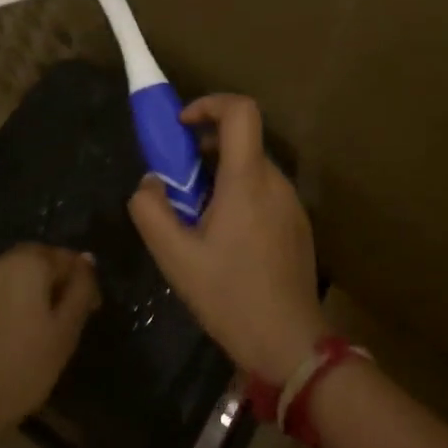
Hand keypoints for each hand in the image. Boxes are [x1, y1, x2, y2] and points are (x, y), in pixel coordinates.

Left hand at [0, 244, 98, 438]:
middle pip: (33, 261)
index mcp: (29, 263)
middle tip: (59, 315)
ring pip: (4, 273)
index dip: (80, 281)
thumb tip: (86, 260)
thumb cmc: (23, 368)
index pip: (65, 259)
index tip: (89, 309)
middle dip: (49, 281)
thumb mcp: (66, 331)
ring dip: (19, 288)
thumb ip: (80, 290)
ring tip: (26, 321)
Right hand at [128, 95, 326, 381]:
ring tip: (197, 218)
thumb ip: (151, 210)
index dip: (209, 104)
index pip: (241, 111)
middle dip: (204, 149)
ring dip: (220, 175)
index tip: (182, 125)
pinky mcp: (297, 224)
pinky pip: (264, 192)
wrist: (288, 343)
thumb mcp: (175, 257)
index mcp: (247, 180)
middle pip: (242, 140)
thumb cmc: (229, 296)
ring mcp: (291, 203)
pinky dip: (239, 195)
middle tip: (177, 183)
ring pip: (251, 168)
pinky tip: (224, 240)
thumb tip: (151, 182)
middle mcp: (275, 181)